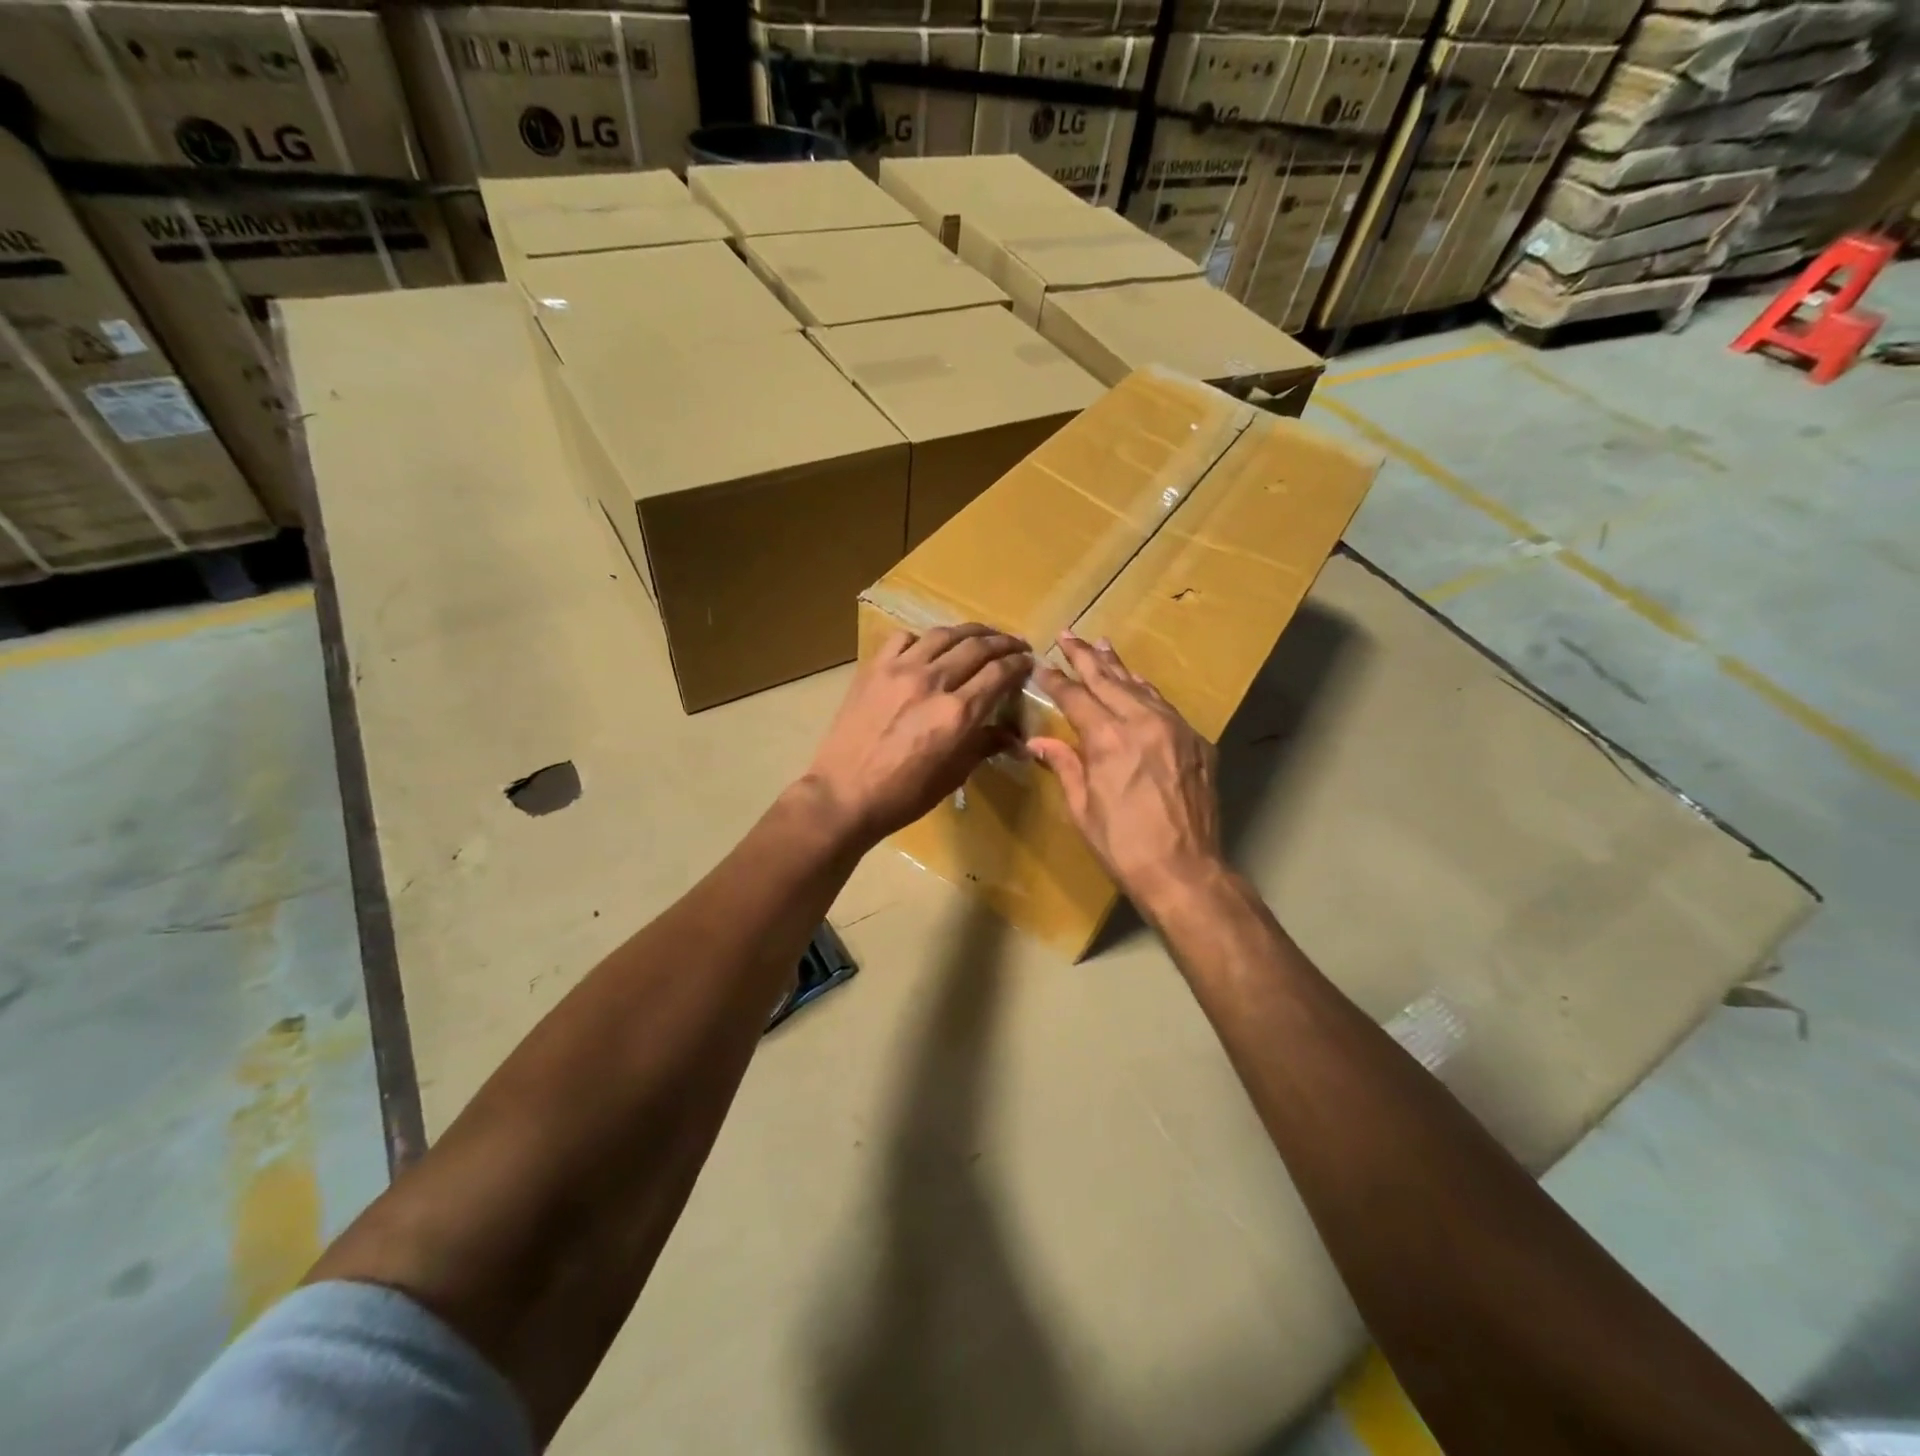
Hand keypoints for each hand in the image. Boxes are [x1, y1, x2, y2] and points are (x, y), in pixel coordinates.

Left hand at [801, 624, 1031, 850]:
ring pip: (943, 635)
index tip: (1028, 662)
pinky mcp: (873, 669)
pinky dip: (922, 639)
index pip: (999, 674)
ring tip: (981, 635)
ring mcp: (900, 670)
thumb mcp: (953, 774)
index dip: (1019, 664)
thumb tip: (1016, 740)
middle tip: (1014, 644)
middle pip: (977, 647)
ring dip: (969, 632)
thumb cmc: (904, 795)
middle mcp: (933, 682)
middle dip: (1002, 642)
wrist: (844, 795)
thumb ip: (985, 746)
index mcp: (958, 713)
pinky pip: (903, 639)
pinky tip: (928, 648)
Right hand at [1028, 633, 1224, 915]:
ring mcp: (1175, 729)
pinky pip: (1165, 705)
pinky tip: (1137, 683)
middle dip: (1085, 657)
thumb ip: (1064, 765)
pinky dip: (1145, 690)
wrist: (1185, 870)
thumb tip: (1037, 741)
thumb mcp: (1082, 807)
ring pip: (1140, 686)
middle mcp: (1143, 723)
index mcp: (1109, 739)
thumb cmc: (1123, 845)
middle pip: (1109, 680)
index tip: (1042, 664)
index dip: (1056, 680)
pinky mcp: (1197, 742)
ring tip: (1101, 645)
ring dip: (1118, 666)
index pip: (1076, 697)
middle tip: (1069, 635)